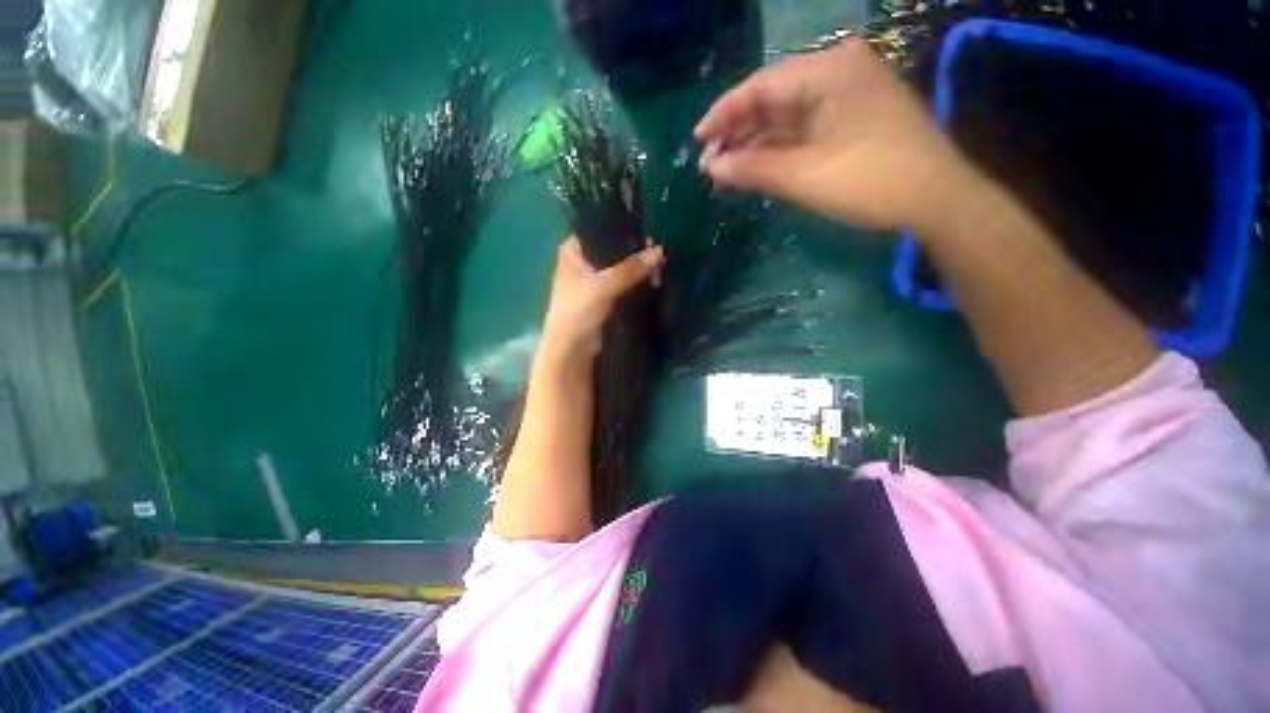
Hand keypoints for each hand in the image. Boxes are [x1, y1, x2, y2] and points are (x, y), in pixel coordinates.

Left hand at [538, 236, 664, 367]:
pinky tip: (654, 281)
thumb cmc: (578, 311)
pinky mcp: (605, 296)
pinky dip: (637, 282)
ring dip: (639, 269)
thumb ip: (631, 268)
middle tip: (658, 255)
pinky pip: (625, 283)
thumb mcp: (604, 285)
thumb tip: (660, 251)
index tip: (647, 234)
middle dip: (636, 252)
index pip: (600, 229)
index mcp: (573, 250)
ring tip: (659, 269)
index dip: (623, 230)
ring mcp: (594, 279)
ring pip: (621, 267)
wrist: (572, 348)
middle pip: (614, 249)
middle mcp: (583, 261)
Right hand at [696, 38, 975, 232]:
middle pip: (772, 99)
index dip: (724, 113)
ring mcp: (845, 95)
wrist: (936, 200)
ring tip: (724, 171)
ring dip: (754, 144)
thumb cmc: (871, 181)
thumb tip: (711, 168)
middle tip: (709, 164)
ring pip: (785, 117)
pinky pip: (801, 130)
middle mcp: (836, 72)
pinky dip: (776, 150)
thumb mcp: (805, 176)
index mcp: (829, 70)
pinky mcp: (849, 119)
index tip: (697, 141)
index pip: (761, 85)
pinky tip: (754, 168)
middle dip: (738, 133)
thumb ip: (753, 168)